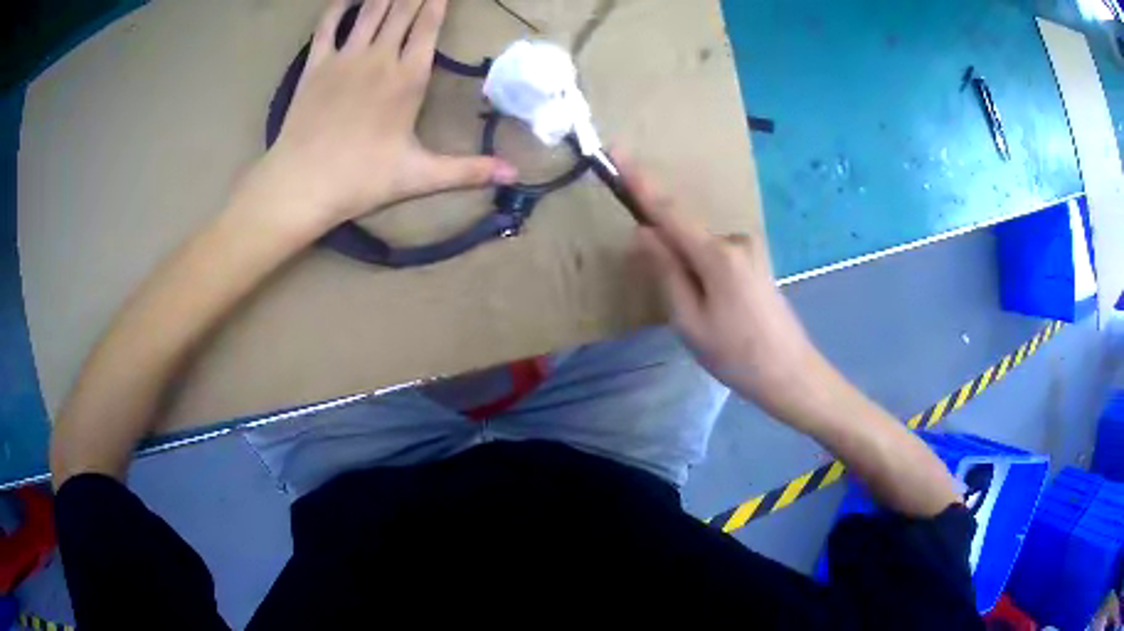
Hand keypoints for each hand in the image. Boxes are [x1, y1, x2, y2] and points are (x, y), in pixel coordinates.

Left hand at [259, 0, 516, 230]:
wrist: (302, 185)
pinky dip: (338, 5)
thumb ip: (468, 170)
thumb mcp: (420, 177)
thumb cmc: (361, 181)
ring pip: (371, 10)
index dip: (438, 1)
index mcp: (409, 78)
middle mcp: (380, 57)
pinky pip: (328, 24)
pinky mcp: (315, 65)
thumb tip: (515, 175)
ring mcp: (345, 57)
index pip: (429, 25)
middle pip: (403, 10)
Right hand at [622, 155, 825, 418]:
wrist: (791, 374)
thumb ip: (666, 271)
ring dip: (688, 272)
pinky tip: (716, 310)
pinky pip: (714, 256)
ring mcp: (749, 249)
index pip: (669, 211)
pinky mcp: (755, 261)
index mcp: (717, 254)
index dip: (640, 182)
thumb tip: (644, 232)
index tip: (616, 151)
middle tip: (679, 304)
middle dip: (668, 255)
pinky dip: (703, 273)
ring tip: (704, 320)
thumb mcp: (689, 321)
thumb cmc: (736, 355)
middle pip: (684, 233)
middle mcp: (735, 240)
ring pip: (699, 249)